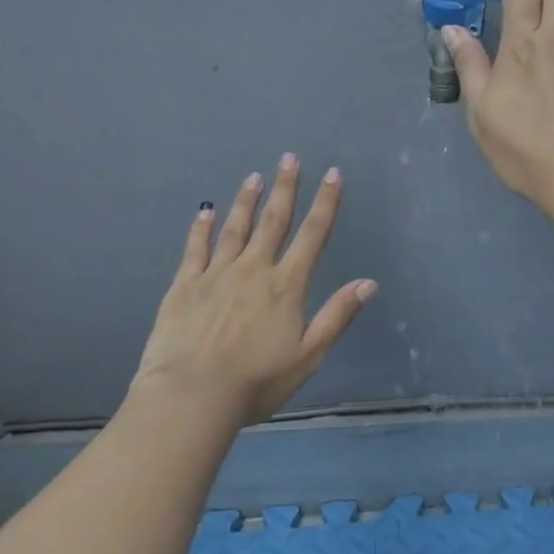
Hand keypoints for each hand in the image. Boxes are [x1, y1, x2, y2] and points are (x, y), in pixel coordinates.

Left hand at [130, 155, 375, 429]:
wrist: (191, 394)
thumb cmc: (256, 380)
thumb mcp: (309, 354)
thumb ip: (337, 315)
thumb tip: (368, 282)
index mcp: (286, 285)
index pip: (312, 236)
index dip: (325, 203)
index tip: (332, 174)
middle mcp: (254, 270)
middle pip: (274, 221)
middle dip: (285, 189)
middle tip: (289, 159)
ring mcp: (216, 274)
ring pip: (235, 228)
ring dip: (247, 201)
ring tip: (254, 177)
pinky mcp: (185, 286)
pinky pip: (195, 249)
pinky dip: (202, 228)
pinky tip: (206, 211)